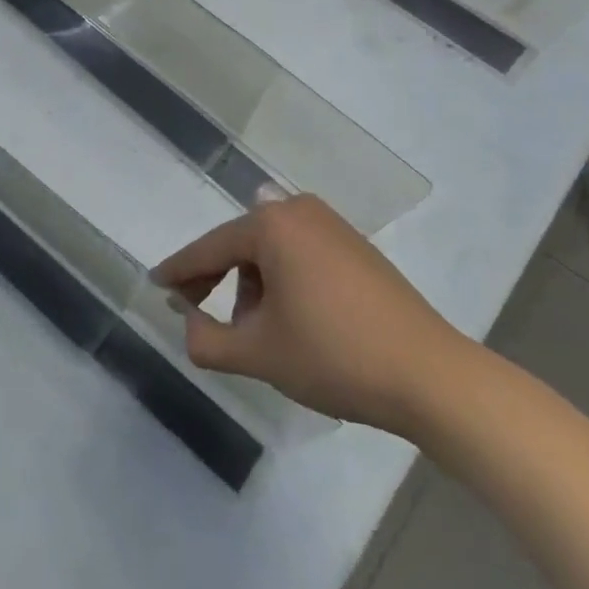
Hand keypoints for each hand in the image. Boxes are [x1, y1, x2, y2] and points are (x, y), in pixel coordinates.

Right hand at [152, 194, 480, 438]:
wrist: (433, 378)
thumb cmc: (335, 356)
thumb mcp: (258, 354)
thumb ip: (205, 339)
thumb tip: (187, 319)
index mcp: (270, 224)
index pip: (209, 249)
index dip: (178, 270)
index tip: (155, 283)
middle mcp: (298, 210)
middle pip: (239, 246)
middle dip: (217, 281)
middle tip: (197, 313)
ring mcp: (332, 225)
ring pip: (270, 252)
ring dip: (252, 287)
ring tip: (256, 332)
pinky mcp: (356, 247)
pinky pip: (299, 255)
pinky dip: (283, 281)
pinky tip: (291, 319)